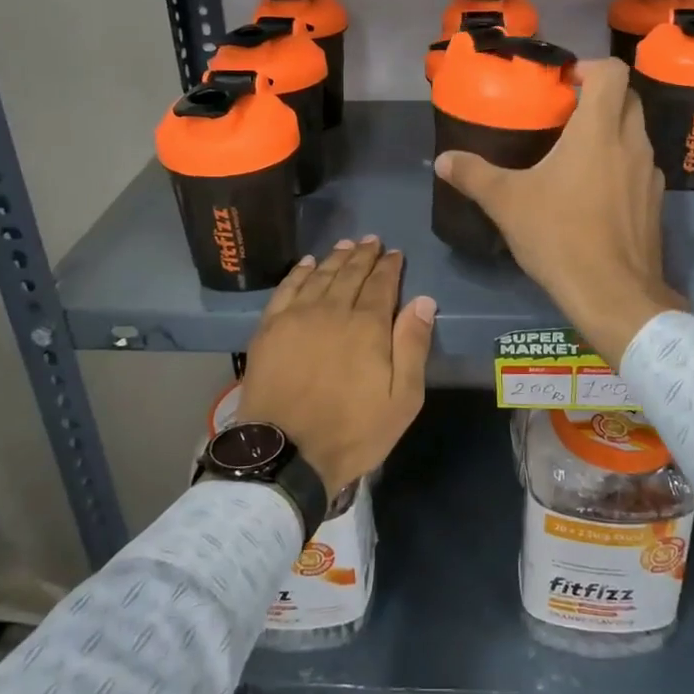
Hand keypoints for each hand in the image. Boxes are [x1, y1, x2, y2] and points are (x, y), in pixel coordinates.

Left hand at [236, 237, 435, 493]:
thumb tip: (423, 301)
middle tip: (372, 240)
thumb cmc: (352, 431)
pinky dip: (299, 272)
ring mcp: (297, 316)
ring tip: (346, 244)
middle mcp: (333, 310)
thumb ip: (413, 346)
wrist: (285, 453)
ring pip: (320, 275)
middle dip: (364, 255)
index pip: (382, 284)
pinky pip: (287, 288)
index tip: (395, 253)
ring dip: (335, 257)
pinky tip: (307, 263)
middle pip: (351, 274)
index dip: (390, 266)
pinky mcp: (269, 328)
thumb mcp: (402, 399)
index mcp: (368, 326)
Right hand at [434, 58, 682, 368]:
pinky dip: (620, 166)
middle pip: (628, 98)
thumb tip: (443, 159)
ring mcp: (650, 174)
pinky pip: (639, 168)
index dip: (590, 67)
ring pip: (635, 134)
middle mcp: (632, 143)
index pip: (613, 72)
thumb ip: (474, 175)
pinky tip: (594, 194)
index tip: (564, 85)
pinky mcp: (655, 203)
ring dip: (611, 132)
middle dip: (600, 97)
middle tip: (565, 116)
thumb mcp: (507, 203)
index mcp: (599, 130)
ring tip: (576, 155)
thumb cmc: (560, 236)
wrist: (613, 294)